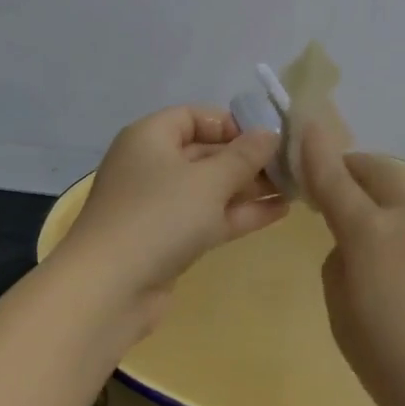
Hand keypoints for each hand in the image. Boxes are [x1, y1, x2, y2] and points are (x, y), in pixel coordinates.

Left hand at [59, 106, 286, 316]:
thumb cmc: (159, 216)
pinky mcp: (167, 240)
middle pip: (205, 152)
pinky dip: (239, 213)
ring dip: (249, 188)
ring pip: (210, 188)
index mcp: (150, 137)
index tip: (267, 137)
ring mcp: (158, 206)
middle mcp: (151, 165)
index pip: (194, 116)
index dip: (231, 123)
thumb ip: (244, 156)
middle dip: (247, 159)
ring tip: (295, 188)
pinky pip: (208, 217)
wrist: (109, 289)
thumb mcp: (209, 180)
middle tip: (291, 166)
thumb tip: (270, 133)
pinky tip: (279, 212)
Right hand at [298, 122, 404, 405]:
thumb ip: (342, 278)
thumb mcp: (350, 333)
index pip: (334, 180)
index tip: (307, 126)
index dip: (316, 151)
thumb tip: (352, 254)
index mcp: (372, 237)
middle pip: (381, 173)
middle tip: (345, 189)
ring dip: (402, 226)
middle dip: (357, 170)